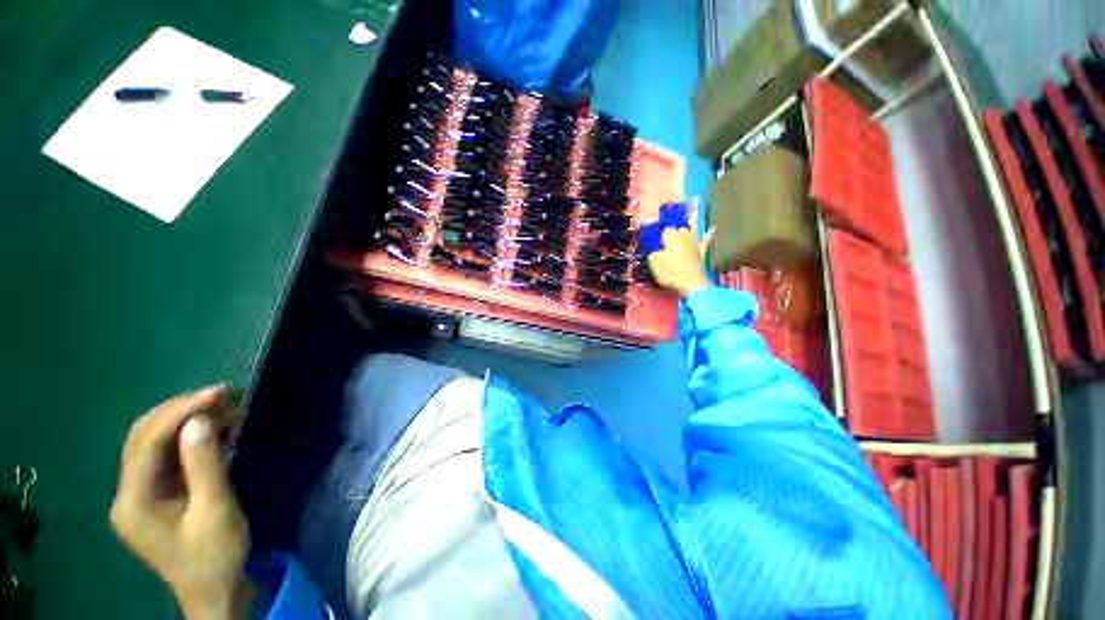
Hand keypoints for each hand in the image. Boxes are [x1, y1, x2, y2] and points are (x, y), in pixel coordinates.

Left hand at [110, 385, 254, 619]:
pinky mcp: (154, 493)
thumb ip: (206, 466)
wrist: (214, 590)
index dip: (179, 412)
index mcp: (133, 503)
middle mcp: (127, 494)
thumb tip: (201, 420)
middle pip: (143, 437)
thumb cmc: (215, 556)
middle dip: (182, 410)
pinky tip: (215, 430)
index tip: (218, 393)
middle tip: (225, 396)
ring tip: (226, 410)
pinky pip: (166, 454)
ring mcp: (138, 494)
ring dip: (187, 421)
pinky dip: (190, 436)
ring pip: (154, 441)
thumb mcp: (216, 511)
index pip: (146, 443)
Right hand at [647, 196, 714, 297]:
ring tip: (696, 199)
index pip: (661, 227)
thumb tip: (653, 248)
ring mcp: (693, 243)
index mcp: (670, 235)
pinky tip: (713, 228)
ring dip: (694, 213)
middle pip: (676, 222)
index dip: (654, 225)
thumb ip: (652, 252)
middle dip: (673, 213)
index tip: (646, 221)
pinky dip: (708, 235)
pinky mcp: (699, 252)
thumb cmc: (670, 272)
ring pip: (692, 225)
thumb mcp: (654, 262)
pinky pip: (704, 240)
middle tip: (670, 198)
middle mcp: (682, 235)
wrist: (691, 284)